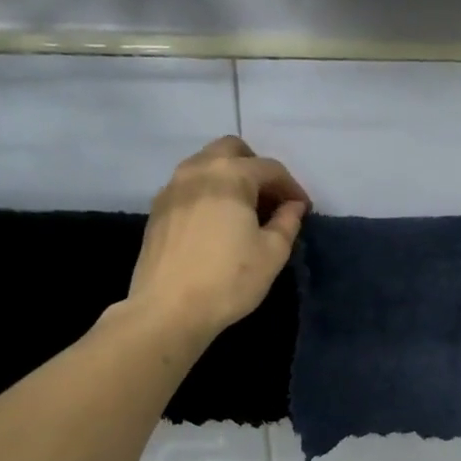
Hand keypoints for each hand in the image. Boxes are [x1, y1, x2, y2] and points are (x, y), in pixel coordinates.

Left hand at [128, 137, 309, 344]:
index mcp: (230, 176)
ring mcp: (172, 187)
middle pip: (232, 151)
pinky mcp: (158, 209)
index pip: (270, 168)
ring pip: (206, 165)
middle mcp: (198, 170)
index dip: (292, 187)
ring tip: (245, 211)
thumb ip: (287, 222)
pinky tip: (217, 223)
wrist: (169, 309)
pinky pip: (189, 186)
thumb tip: (293, 206)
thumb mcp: (272, 254)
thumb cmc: (229, 280)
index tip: (303, 210)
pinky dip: (208, 193)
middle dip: (256, 169)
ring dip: (230, 178)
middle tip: (271, 200)